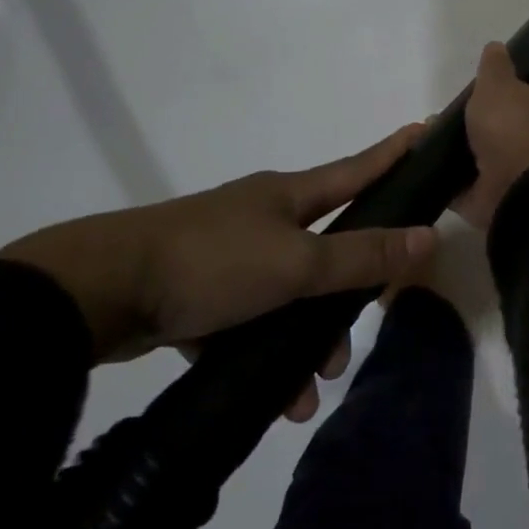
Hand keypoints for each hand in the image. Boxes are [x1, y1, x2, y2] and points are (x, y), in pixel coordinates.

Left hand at [0, 125, 437, 418]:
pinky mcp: (200, 293)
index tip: (425, 132)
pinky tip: (274, 397)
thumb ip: (361, 256)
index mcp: (289, 196)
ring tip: (310, 390)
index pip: (358, 169)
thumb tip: (428, 238)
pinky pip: (250, 322)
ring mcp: (230, 254)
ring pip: (290, 293)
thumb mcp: (296, 263)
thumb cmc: (212, 262)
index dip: (394, 153)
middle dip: (351, 287)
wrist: (99, 293)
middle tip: (364, 323)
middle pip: (328, 246)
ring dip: (307, 339)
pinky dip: (265, 353)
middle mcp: (264, 218)